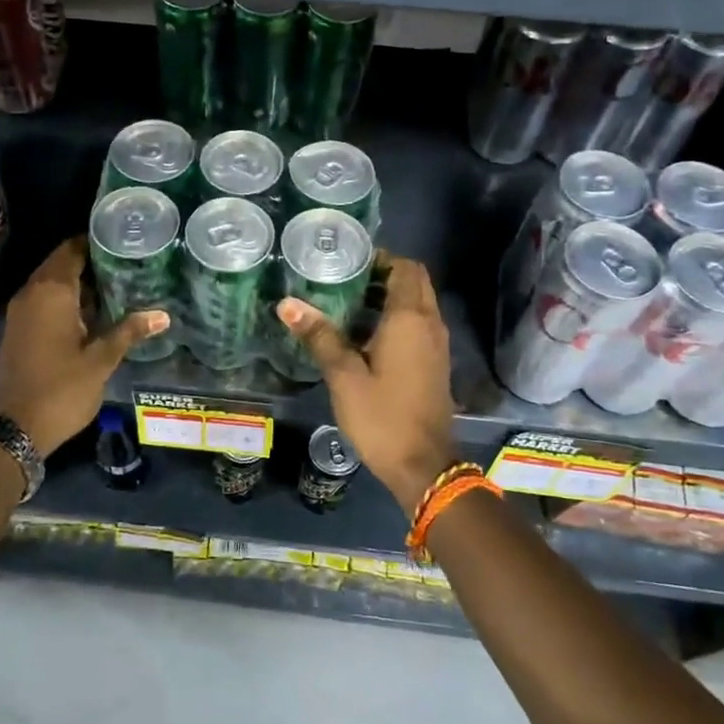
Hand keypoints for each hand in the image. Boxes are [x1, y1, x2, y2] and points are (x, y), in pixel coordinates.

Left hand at [0, 238, 168, 456]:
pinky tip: (91, 311)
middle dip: (89, 260)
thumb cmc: (61, 389)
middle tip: (125, 261)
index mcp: (51, 292)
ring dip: (77, 281)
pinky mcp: (18, 330)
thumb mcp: (101, 361)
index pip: (72, 250)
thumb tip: (163, 315)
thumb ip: (129, 332)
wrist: (15, 428)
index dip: (95, 242)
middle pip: (60, 264)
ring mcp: (20, 312)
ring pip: (50, 283)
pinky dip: (65, 299)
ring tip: (115, 282)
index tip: (122, 240)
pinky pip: (43, 301)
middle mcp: (31, 294)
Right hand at [277, 255, 457, 513]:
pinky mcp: (435, 363)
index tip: (349, 261)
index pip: (405, 268)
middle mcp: (430, 324)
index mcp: (410, 318)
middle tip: (346, 279)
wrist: (422, 465)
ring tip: (349, 301)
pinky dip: (398, 317)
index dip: (381, 258)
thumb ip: (319, 335)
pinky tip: (366, 334)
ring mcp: (437, 344)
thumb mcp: (343, 376)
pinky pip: (419, 324)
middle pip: (415, 282)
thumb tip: (287, 304)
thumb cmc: (382, 416)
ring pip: (419, 303)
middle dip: (385, 274)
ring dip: (391, 296)